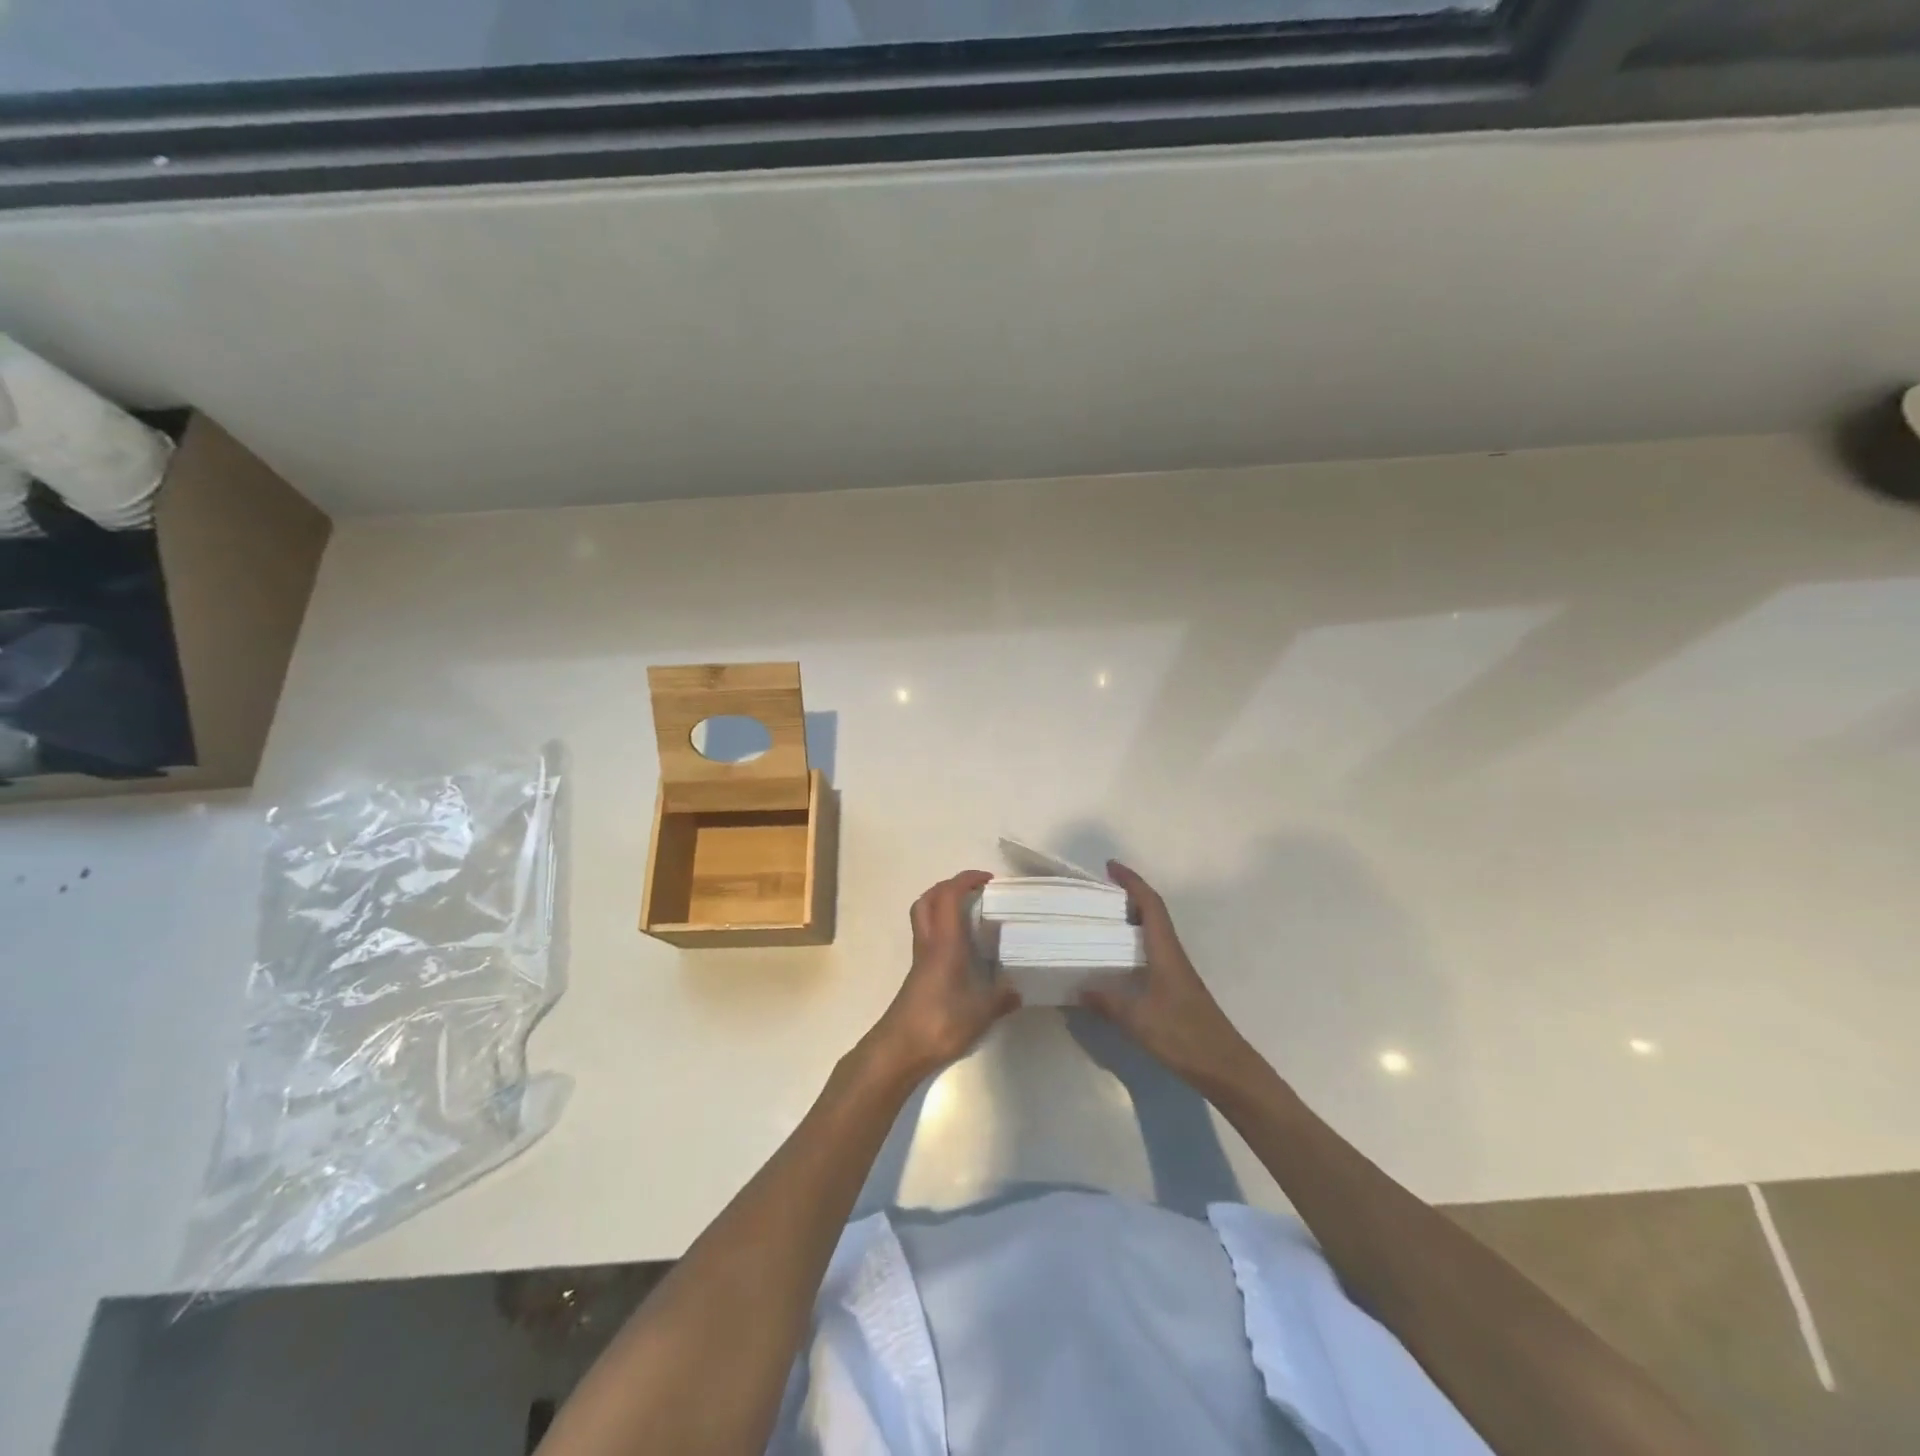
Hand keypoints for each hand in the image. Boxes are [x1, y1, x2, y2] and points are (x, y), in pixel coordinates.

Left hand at [867, 870, 1020, 1080]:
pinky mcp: (917, 973)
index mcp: (944, 942)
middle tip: (976, 892)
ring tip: (970, 914)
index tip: (988, 880)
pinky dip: (943, 929)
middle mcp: (929, 942)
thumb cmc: (939, 1022)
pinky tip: (963, 948)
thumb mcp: (981, 1012)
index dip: (966, 880)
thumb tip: (1018, 989)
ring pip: (924, 916)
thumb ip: (1002, 997)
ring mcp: (920, 958)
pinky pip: (928, 936)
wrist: (899, 1048)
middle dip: (950, 886)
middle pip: (929, 899)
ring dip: (943, 905)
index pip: (949, 895)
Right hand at [1080, 861, 1255, 1090]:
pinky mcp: (1176, 988)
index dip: (1132, 882)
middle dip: (1129, 895)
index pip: (1151, 904)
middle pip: (1153, 913)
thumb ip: (1107, 1002)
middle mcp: (1173, 954)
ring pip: (1154, 933)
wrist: (1224, 1067)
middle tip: (1099, 893)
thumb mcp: (1138, 1019)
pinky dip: (1135, 944)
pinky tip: (1118, 960)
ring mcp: (1176, 972)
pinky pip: (1152, 952)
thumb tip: (1079, 988)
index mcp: (1166, 951)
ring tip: (1103, 920)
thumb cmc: (1183, 1035)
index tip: (1111, 867)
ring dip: (1133, 919)